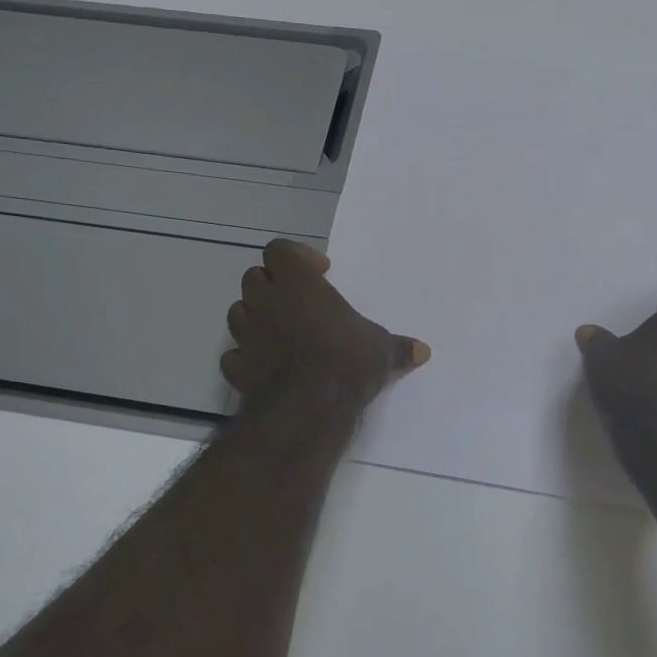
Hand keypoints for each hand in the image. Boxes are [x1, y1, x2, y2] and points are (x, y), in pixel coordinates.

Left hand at [222, 239, 428, 410]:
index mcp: (298, 283)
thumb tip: (423, 351)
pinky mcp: (237, 368)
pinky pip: (234, 354)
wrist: (309, 406)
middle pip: (254, 277)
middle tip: (299, 301)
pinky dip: (246, 356)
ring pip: (237, 311)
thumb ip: (398, 347)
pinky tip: (265, 366)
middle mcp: (267, 302)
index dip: (296, 256)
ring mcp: (247, 335)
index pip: (279, 250)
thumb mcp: (382, 350)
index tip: (320, 273)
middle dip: (273, 284)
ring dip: (256, 316)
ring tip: (281, 331)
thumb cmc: (347, 361)